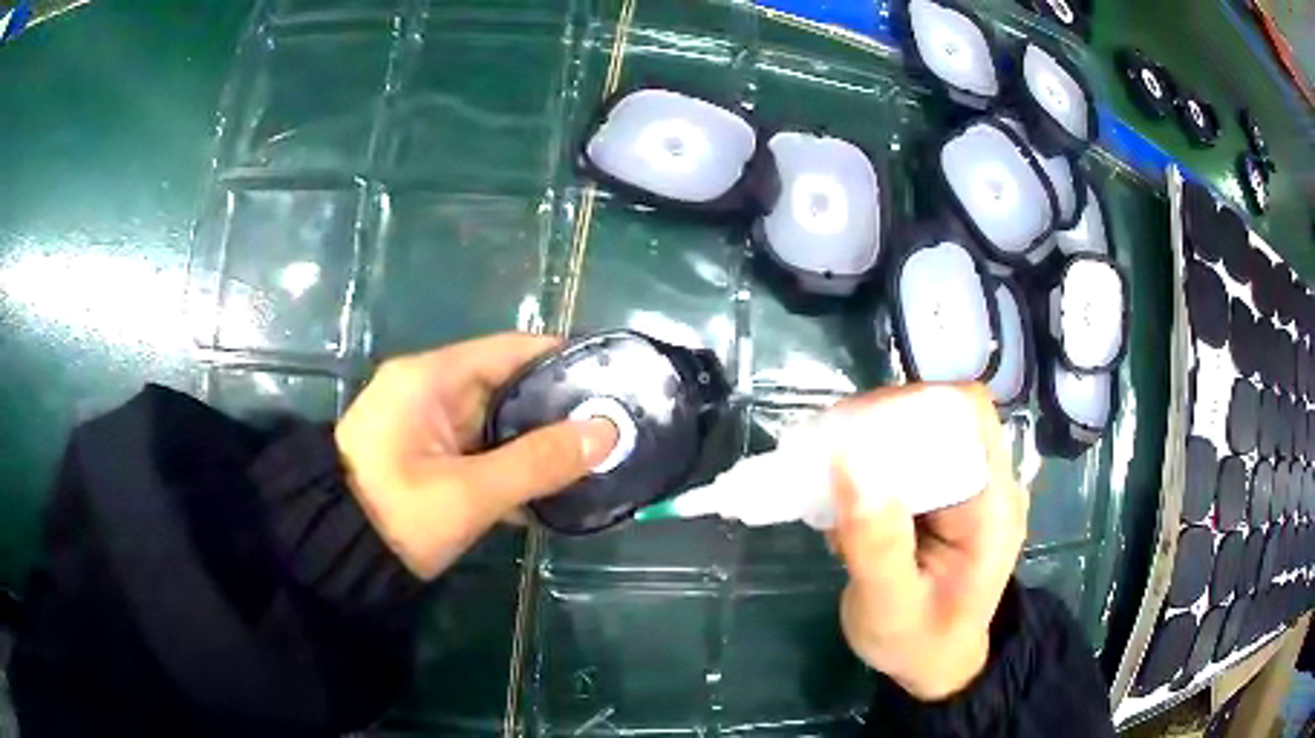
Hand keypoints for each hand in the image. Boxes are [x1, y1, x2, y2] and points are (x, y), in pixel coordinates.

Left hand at [335, 334, 617, 579]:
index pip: (511, 350)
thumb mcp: (468, 494)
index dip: (564, 360)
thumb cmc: (395, 516)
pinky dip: (513, 466)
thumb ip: (538, 463)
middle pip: (508, 386)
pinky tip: (553, 486)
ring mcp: (429, 426)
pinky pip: (482, 450)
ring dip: (539, 443)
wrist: (335, 557)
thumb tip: (607, 432)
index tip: (613, 379)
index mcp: (431, 379)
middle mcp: (430, 391)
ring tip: (597, 457)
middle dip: (558, 409)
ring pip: (498, 424)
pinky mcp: (429, 457)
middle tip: (614, 427)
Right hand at [831, 384, 1027, 701]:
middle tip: (825, 457)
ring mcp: (968, 488)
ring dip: (870, 445)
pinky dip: (871, 467)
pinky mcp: (945, 497)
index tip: (853, 433)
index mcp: (993, 504)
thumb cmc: (918, 644)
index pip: (967, 414)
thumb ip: (876, 543)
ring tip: (827, 484)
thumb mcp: (891, 607)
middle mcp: (988, 483)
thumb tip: (850, 461)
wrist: (935, 666)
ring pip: (920, 432)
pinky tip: (844, 505)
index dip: (913, 405)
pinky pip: (909, 459)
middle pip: (940, 414)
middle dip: (880, 425)